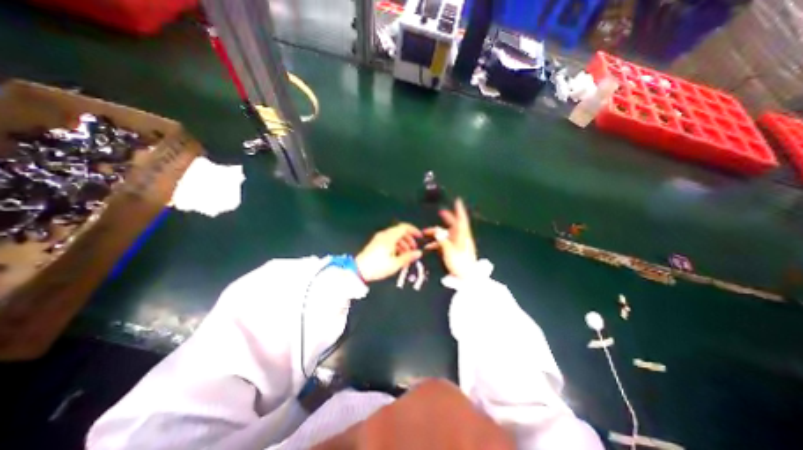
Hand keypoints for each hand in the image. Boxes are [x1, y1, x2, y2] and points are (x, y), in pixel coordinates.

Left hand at [354, 223, 422, 281]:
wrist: (358, 270)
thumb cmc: (377, 266)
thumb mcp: (395, 264)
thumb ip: (408, 257)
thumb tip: (418, 253)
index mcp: (389, 237)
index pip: (404, 227)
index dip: (413, 230)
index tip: (419, 236)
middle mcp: (384, 235)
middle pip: (400, 232)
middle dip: (409, 239)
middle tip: (414, 249)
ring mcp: (379, 239)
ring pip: (394, 237)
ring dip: (403, 244)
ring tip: (406, 255)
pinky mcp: (375, 244)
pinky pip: (389, 241)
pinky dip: (396, 246)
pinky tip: (398, 256)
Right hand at [426, 198, 475, 279]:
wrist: (467, 277)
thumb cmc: (460, 263)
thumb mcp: (449, 251)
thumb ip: (442, 240)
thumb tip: (437, 231)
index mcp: (462, 235)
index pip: (461, 219)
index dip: (459, 210)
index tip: (457, 200)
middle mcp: (460, 237)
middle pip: (453, 224)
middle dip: (447, 218)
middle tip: (441, 212)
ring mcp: (457, 243)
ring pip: (446, 234)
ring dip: (436, 233)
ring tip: (424, 233)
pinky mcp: (454, 249)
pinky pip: (444, 243)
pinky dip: (437, 243)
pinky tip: (428, 247)